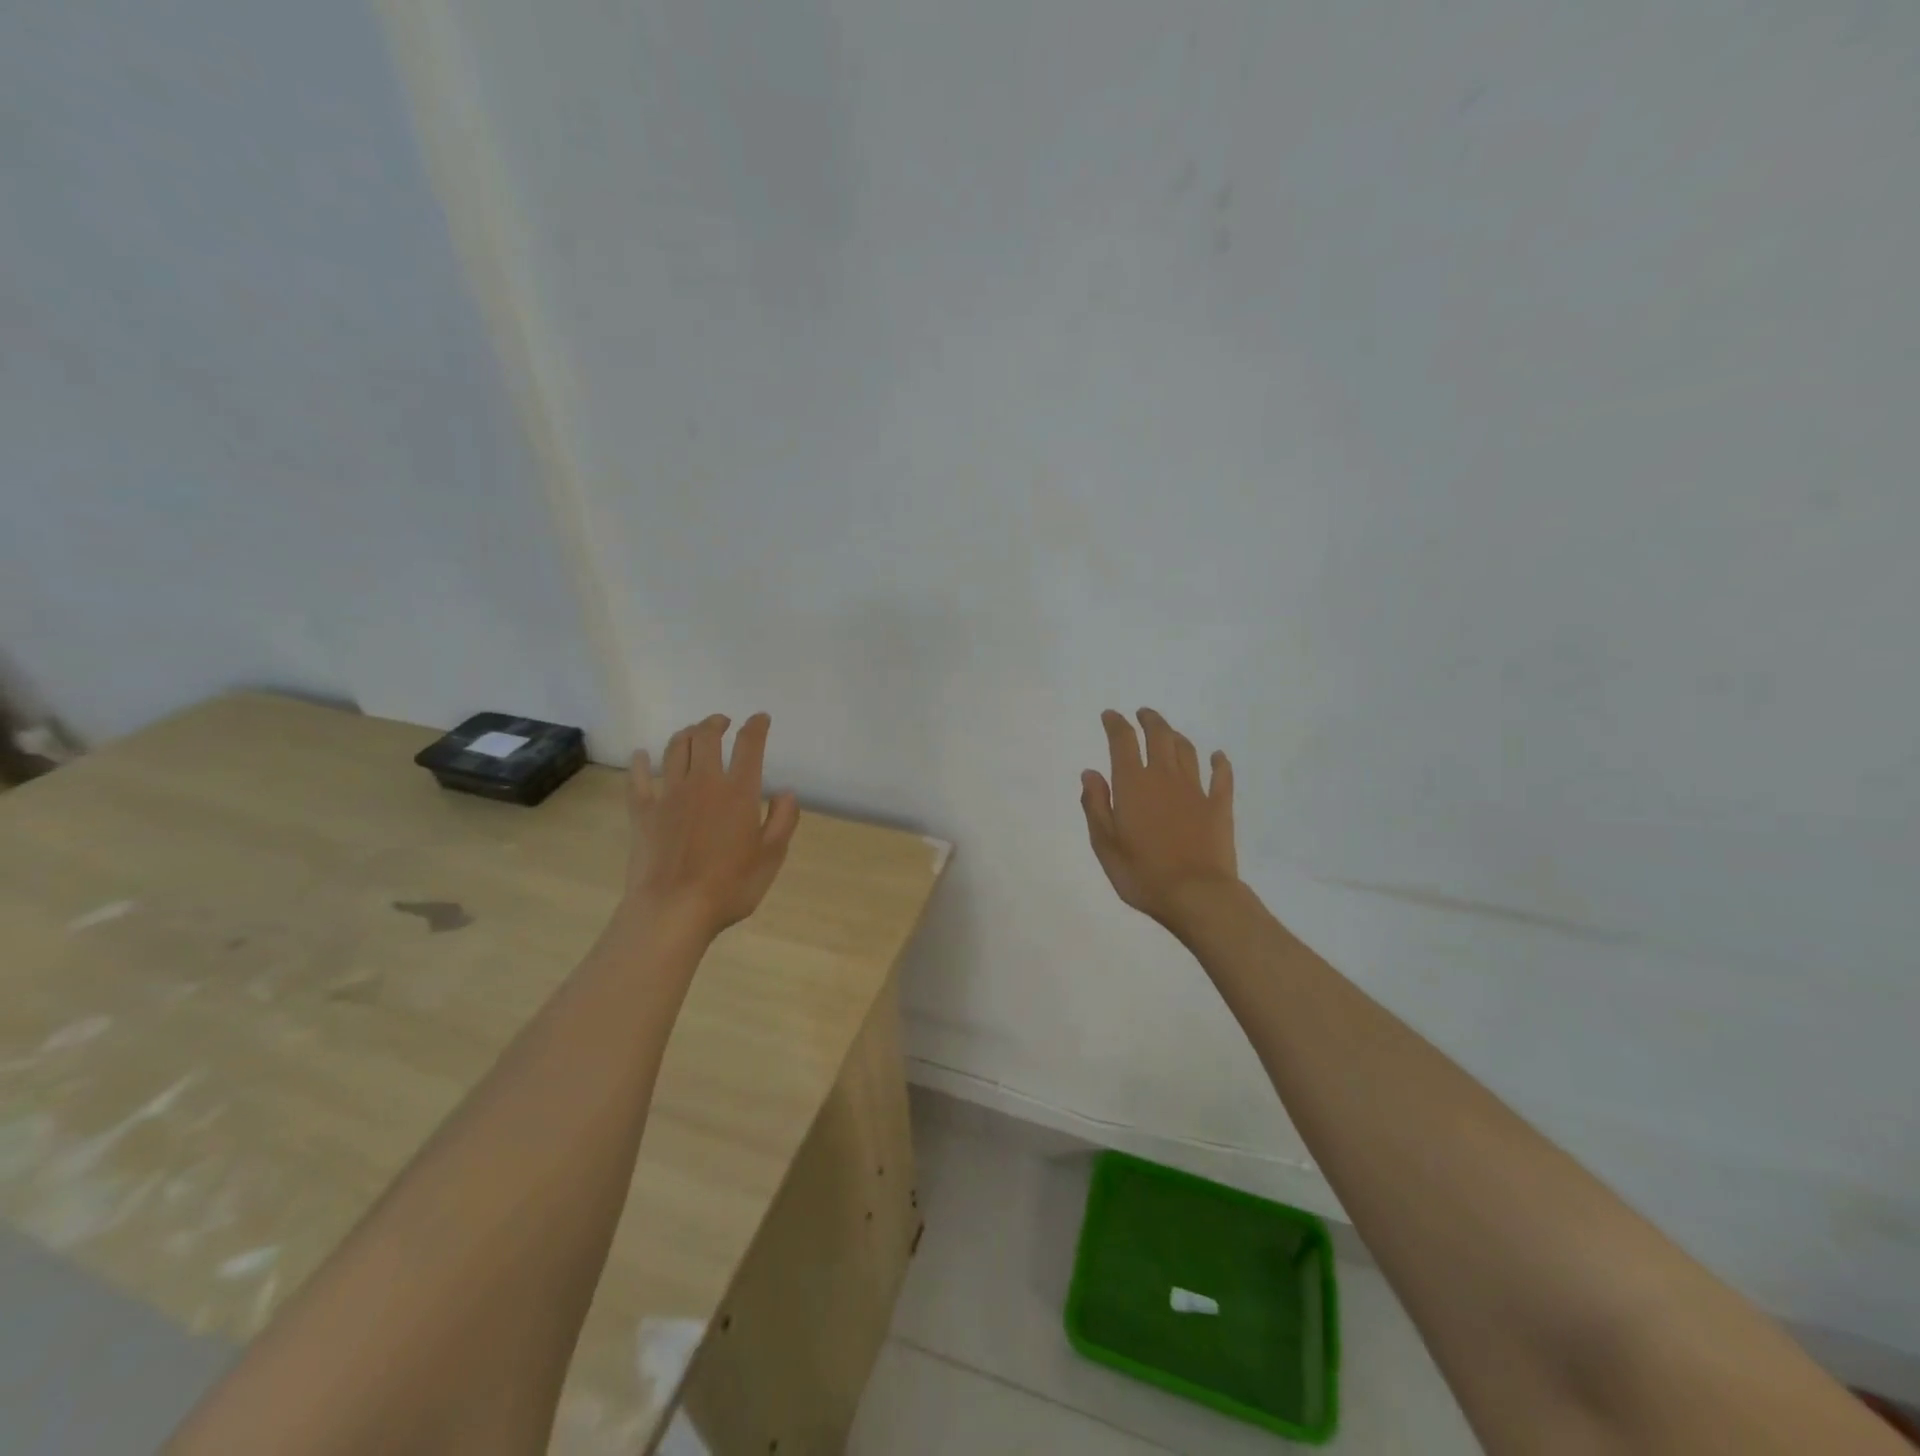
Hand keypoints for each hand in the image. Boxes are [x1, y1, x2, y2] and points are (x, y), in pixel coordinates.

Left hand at [626, 713, 800, 935]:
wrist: (673, 909)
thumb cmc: (730, 886)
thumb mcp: (772, 856)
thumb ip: (783, 819)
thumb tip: (786, 792)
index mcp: (738, 792)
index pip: (749, 746)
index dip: (756, 727)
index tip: (760, 719)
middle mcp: (703, 783)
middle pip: (706, 738)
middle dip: (715, 723)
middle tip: (722, 722)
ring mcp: (669, 795)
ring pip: (675, 750)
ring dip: (685, 734)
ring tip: (693, 732)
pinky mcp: (643, 812)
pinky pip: (638, 779)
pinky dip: (640, 763)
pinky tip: (640, 755)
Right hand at [1081, 709, 1239, 934]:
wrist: (1196, 895)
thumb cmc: (1142, 873)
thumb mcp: (1104, 844)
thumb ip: (1095, 805)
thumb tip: (1091, 773)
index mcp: (1133, 784)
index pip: (1122, 742)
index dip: (1116, 724)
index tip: (1110, 716)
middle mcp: (1164, 777)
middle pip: (1159, 736)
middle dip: (1149, 721)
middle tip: (1143, 714)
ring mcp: (1195, 790)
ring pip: (1187, 751)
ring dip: (1176, 736)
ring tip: (1169, 732)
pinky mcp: (1219, 806)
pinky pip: (1221, 776)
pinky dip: (1219, 762)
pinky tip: (1218, 757)